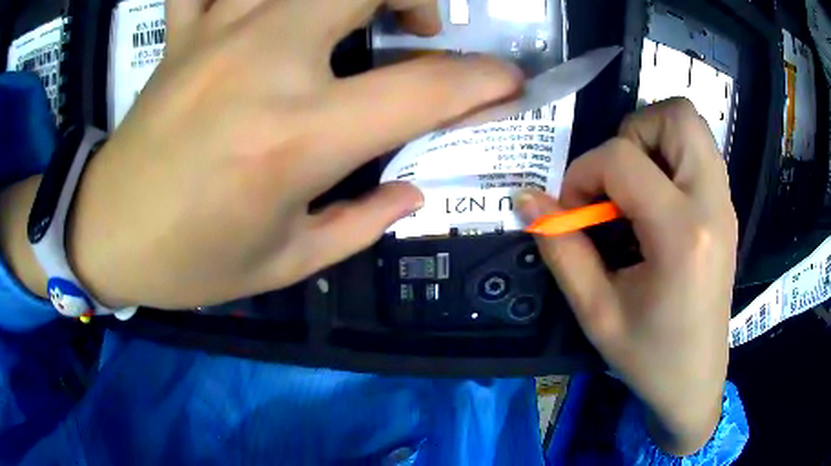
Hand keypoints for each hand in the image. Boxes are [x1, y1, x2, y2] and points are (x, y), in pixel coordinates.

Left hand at [63, 0, 520, 308]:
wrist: (107, 235)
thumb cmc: (189, 263)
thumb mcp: (283, 264)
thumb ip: (361, 223)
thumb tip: (412, 191)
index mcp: (294, 138)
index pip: (426, 89)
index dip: (485, 81)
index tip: (509, 82)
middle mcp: (262, 64)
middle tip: (421, 28)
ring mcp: (216, 35)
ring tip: (357, 8)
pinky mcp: (183, 32)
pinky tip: (259, 6)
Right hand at [519, 98, 736, 455]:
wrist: (696, 379)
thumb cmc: (649, 356)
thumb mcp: (596, 313)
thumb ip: (561, 250)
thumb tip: (528, 199)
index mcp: (681, 236)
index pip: (623, 159)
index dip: (584, 173)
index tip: (574, 210)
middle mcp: (712, 205)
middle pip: (676, 116)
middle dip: (632, 133)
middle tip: (617, 180)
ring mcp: (725, 204)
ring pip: (691, 125)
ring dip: (654, 140)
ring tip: (636, 187)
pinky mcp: (726, 209)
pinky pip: (699, 151)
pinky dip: (671, 157)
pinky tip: (656, 201)